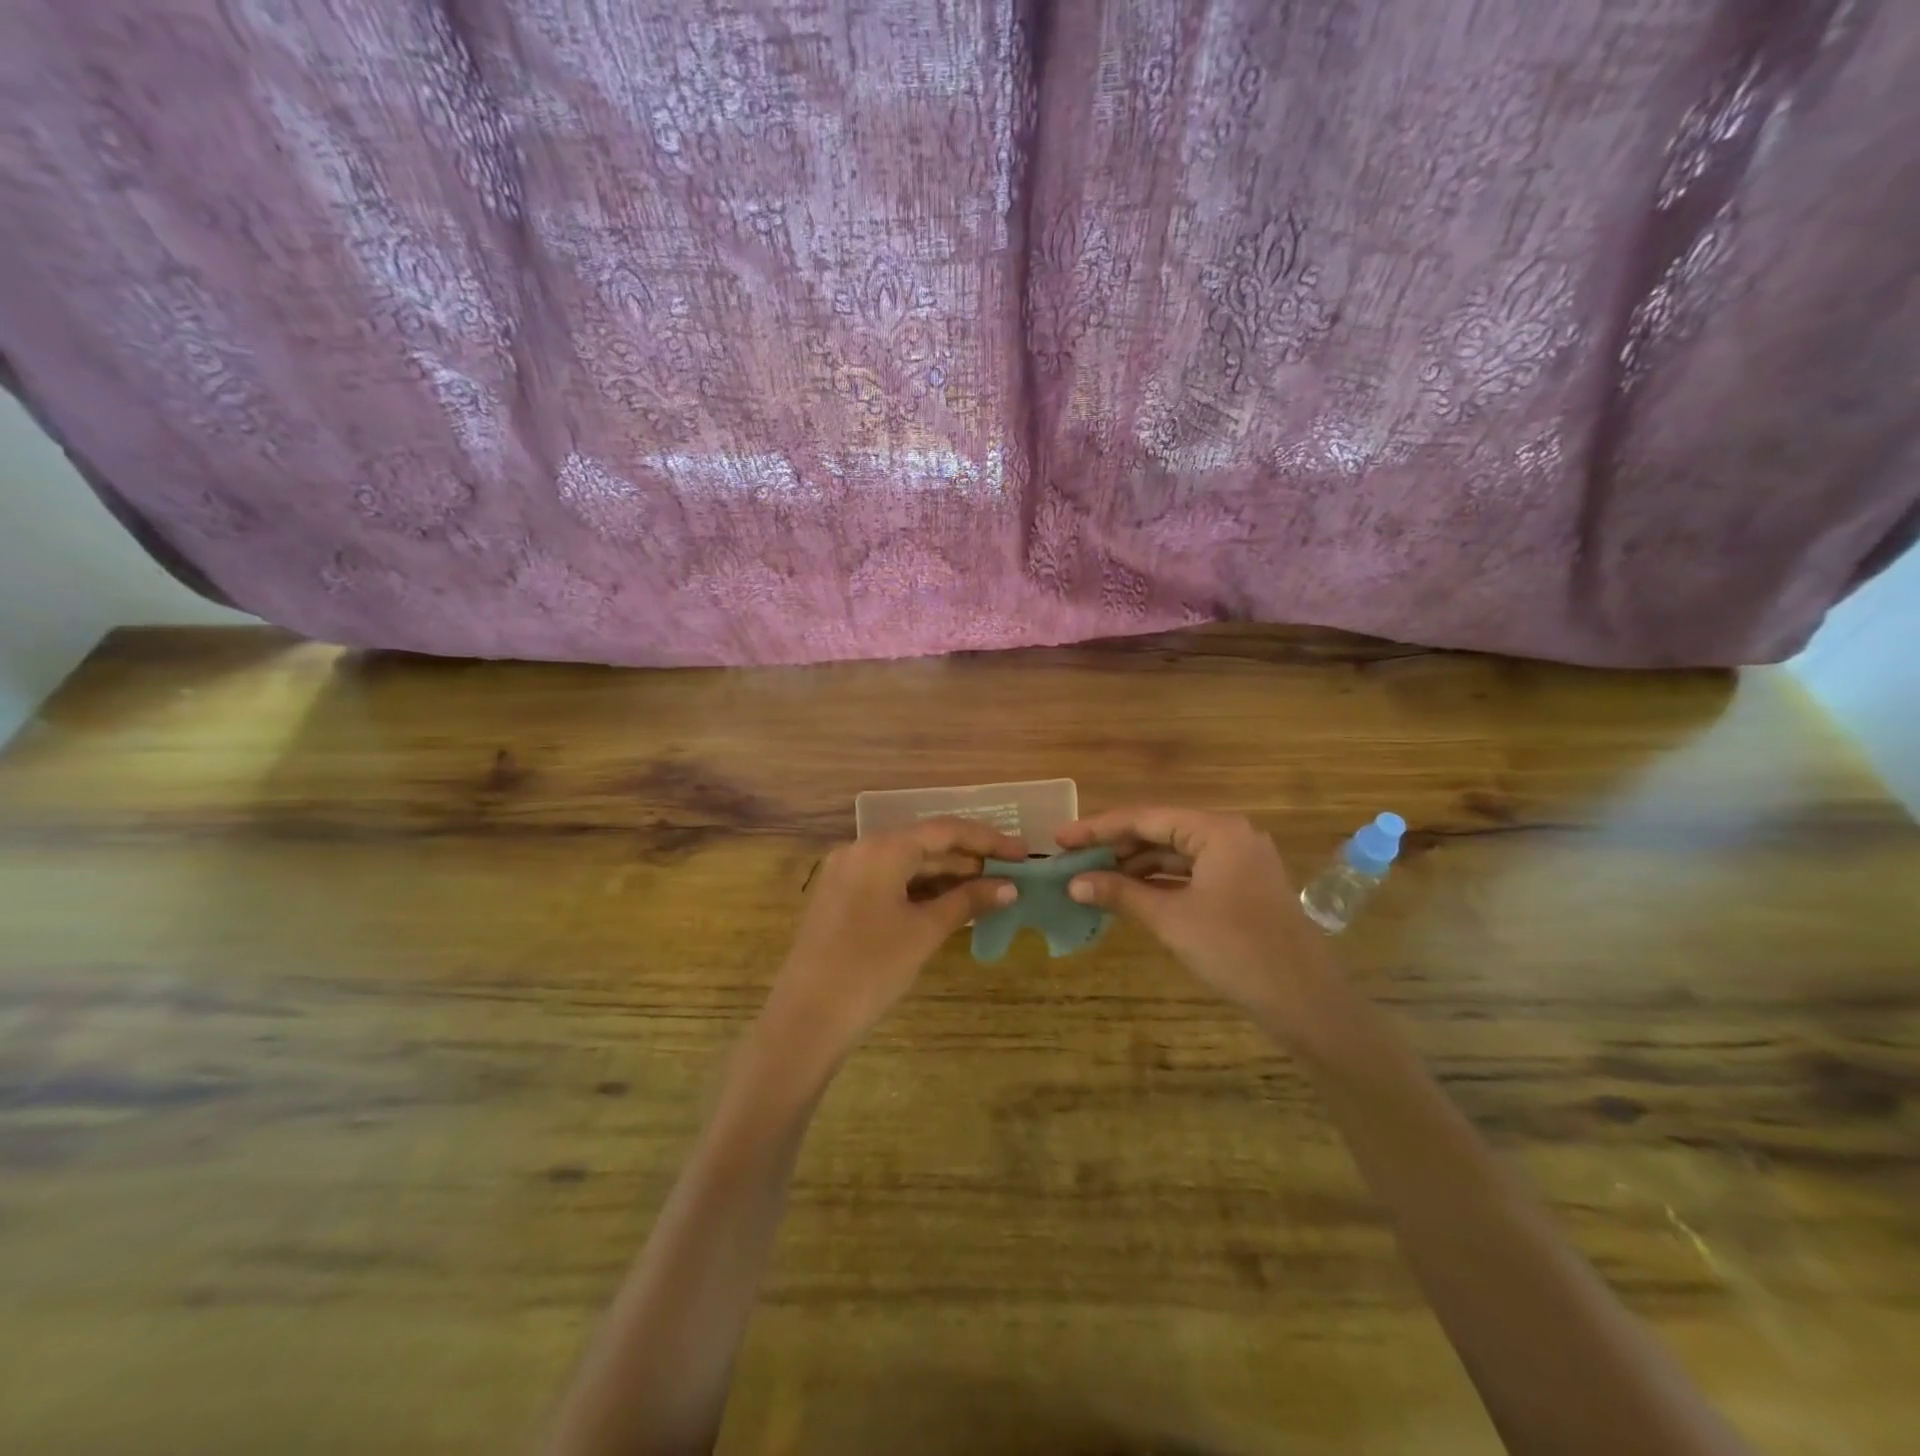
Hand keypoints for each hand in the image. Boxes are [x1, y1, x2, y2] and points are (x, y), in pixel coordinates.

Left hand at [759, 818, 1023, 1067]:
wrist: (806, 1018)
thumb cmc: (872, 968)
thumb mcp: (925, 931)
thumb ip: (968, 902)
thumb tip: (1009, 887)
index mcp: (881, 848)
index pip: (944, 831)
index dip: (987, 840)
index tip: (1022, 853)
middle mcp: (860, 850)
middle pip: (924, 844)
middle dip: (968, 859)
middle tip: (1010, 873)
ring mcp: (846, 873)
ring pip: (905, 864)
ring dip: (945, 875)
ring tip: (988, 890)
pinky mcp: (840, 897)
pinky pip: (888, 881)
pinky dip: (920, 889)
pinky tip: (949, 904)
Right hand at [1055, 807, 1339, 1039]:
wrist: (1306, 1002)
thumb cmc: (1236, 951)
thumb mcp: (1171, 919)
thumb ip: (1121, 894)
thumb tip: (1074, 883)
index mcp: (1216, 830)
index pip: (1145, 818)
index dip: (1098, 829)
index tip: (1061, 839)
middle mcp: (1229, 835)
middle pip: (1160, 831)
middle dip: (1115, 848)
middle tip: (1072, 860)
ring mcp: (1239, 862)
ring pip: (1175, 854)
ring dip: (1135, 867)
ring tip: (1092, 879)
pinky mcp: (1242, 888)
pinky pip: (1191, 874)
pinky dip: (1159, 883)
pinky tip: (1129, 895)